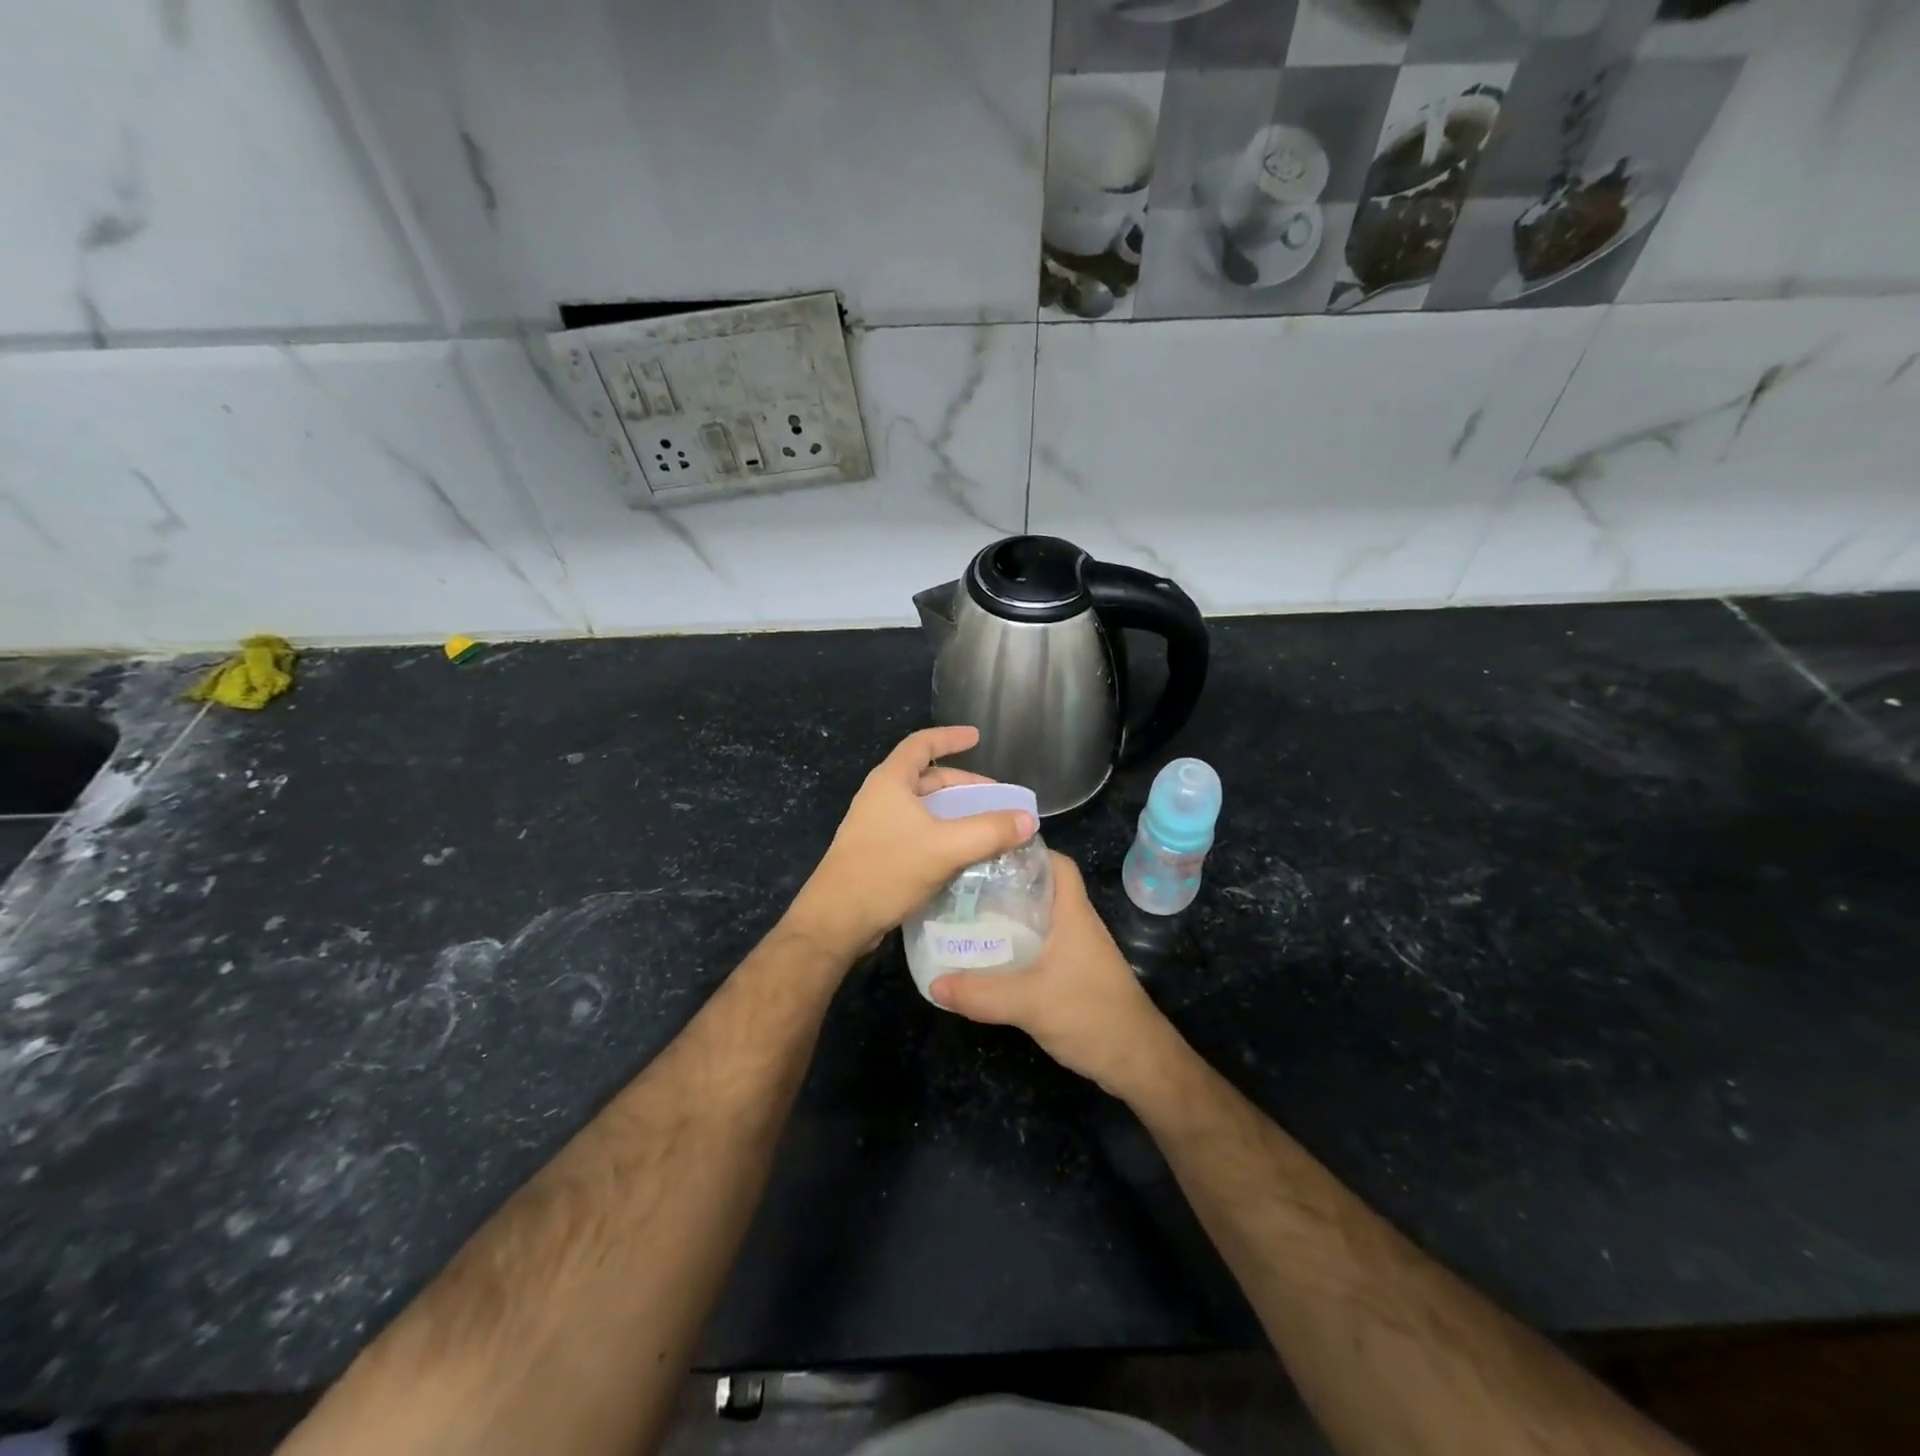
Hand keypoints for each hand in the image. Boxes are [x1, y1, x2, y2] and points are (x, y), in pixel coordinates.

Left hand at [783, 726, 1036, 962]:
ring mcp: (877, 826)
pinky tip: (962, 854)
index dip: (950, 737)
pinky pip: (918, 832)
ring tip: (986, 826)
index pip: (922, 744)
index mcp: (890, 781)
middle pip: (927, 778)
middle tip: (996, 798)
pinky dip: (943, 834)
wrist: (837, 921)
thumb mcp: (945, 848)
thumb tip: (1028, 819)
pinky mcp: (878, 852)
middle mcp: (881, 797)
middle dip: (963, 784)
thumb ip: (989, 832)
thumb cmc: (887, 870)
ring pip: (924, 808)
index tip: (977, 737)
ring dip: (955, 812)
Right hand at [931, 853, 1181, 1098]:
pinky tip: (989, 959)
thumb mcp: (1029, 1003)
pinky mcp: (1073, 976)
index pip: (1057, 863)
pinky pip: (1039, 949)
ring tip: (966, 918)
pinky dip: (1015, 947)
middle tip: (964, 887)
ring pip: (1038, 921)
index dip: (1028, 851)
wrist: (1137, 1061)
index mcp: (1072, 914)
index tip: (988, 852)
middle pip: (1040, 890)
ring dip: (1008, 918)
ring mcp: (1076, 952)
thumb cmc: (1090, 1015)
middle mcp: (1075, 925)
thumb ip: (981, 993)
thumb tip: (933, 984)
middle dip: (1005, 885)